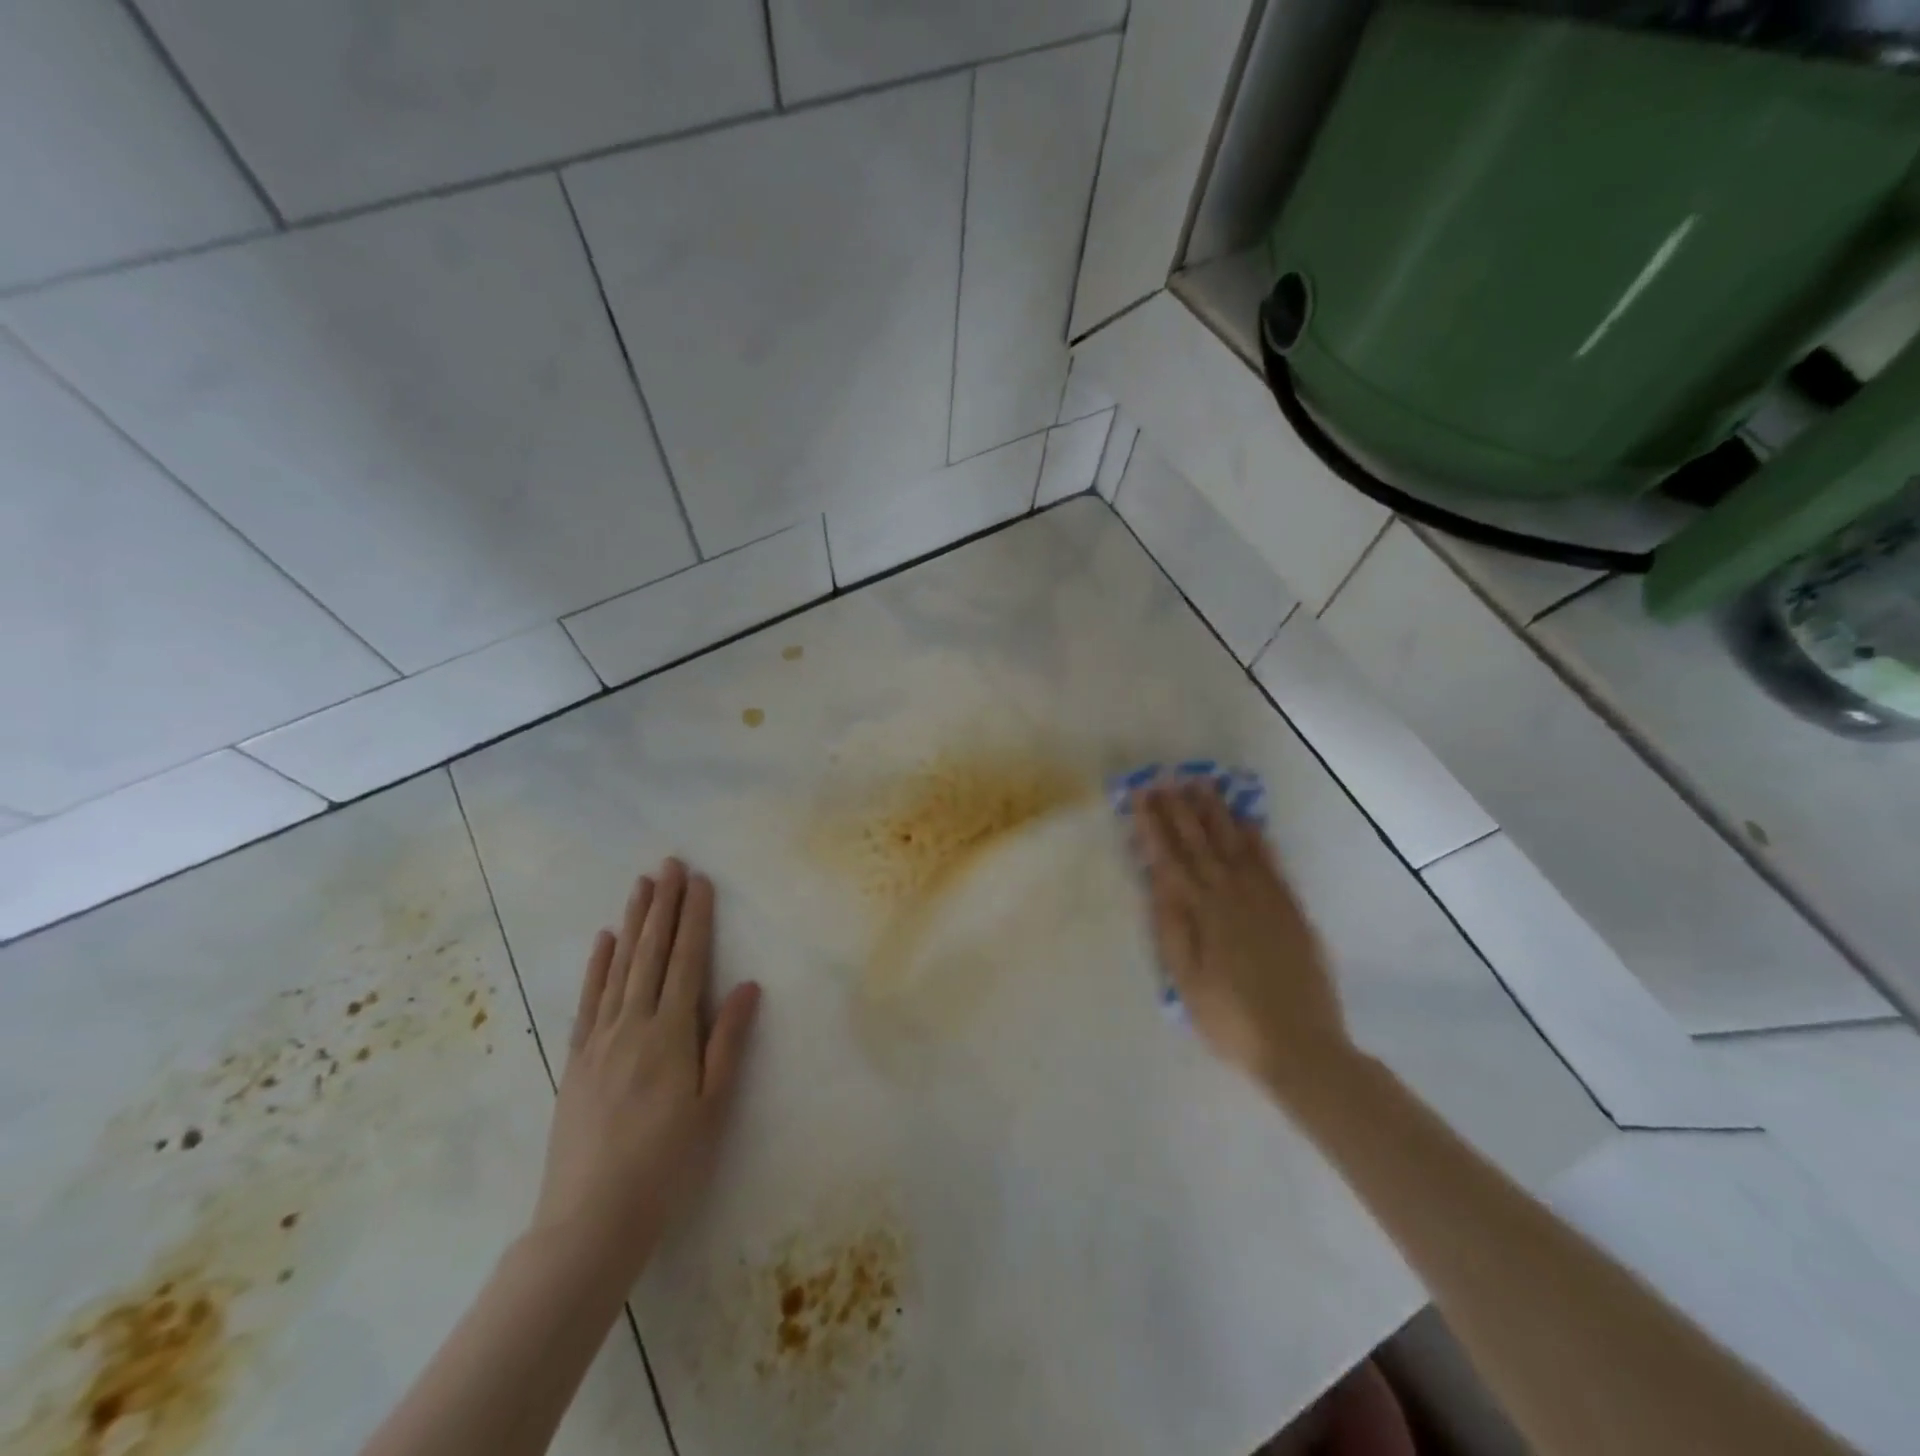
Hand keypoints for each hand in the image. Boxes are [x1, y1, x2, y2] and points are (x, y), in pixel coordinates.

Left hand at [530, 858, 761, 1279]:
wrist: (589, 1221)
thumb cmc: (666, 1166)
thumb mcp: (711, 1107)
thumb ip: (728, 1042)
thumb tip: (748, 985)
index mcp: (670, 1035)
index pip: (686, 962)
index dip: (694, 919)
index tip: (699, 882)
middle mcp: (632, 1025)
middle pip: (651, 953)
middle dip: (663, 905)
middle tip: (670, 864)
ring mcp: (599, 1040)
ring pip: (619, 967)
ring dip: (632, 922)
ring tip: (641, 885)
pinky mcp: (576, 1058)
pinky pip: (588, 999)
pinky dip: (597, 965)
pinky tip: (604, 940)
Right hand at [1134, 783, 1350, 1097]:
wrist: (1301, 1047)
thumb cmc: (1231, 1020)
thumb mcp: (1186, 982)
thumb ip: (1172, 929)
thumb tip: (1158, 882)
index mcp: (1202, 913)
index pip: (1171, 858)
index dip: (1153, 825)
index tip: (1140, 795)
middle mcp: (1233, 896)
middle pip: (1202, 843)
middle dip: (1181, 809)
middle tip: (1166, 777)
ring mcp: (1266, 899)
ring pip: (1237, 844)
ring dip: (1218, 813)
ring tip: (1203, 785)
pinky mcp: (1291, 910)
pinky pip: (1272, 863)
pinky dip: (1258, 839)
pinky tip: (1248, 822)